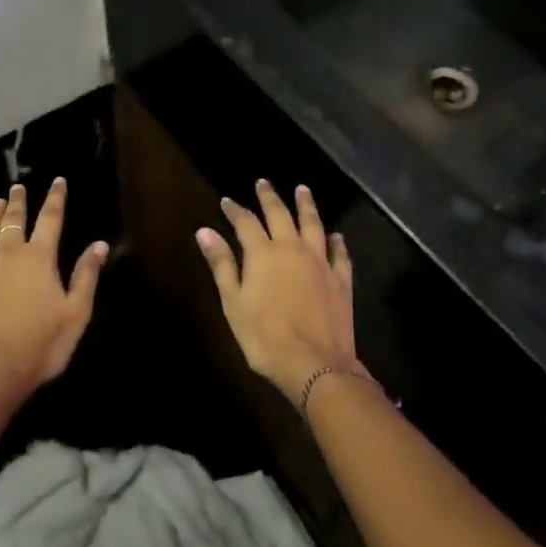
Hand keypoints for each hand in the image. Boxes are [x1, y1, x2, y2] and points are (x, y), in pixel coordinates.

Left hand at [0, 177, 107, 401]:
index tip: (58, 180)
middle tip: (17, 187)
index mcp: (40, 257)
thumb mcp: (75, 314)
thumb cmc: (39, 345)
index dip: (56, 198)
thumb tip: (100, 244)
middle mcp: (8, 253)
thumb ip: (86, 276)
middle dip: (18, 201)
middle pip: (14, 220)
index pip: (51, 218)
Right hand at [197, 180, 357, 401]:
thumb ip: (221, 264)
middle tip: (263, 182)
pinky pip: (339, 253)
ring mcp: (319, 261)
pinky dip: (336, 241)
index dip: (235, 210)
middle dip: (269, 197)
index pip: (245, 222)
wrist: (314, 364)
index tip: (227, 201)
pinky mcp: (340, 279)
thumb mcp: (233, 302)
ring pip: (312, 224)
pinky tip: (335, 235)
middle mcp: (292, 248)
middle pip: (280, 214)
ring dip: (306, 205)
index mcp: (263, 253)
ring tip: (302, 189)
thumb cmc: (264, 337)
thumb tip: (204, 230)